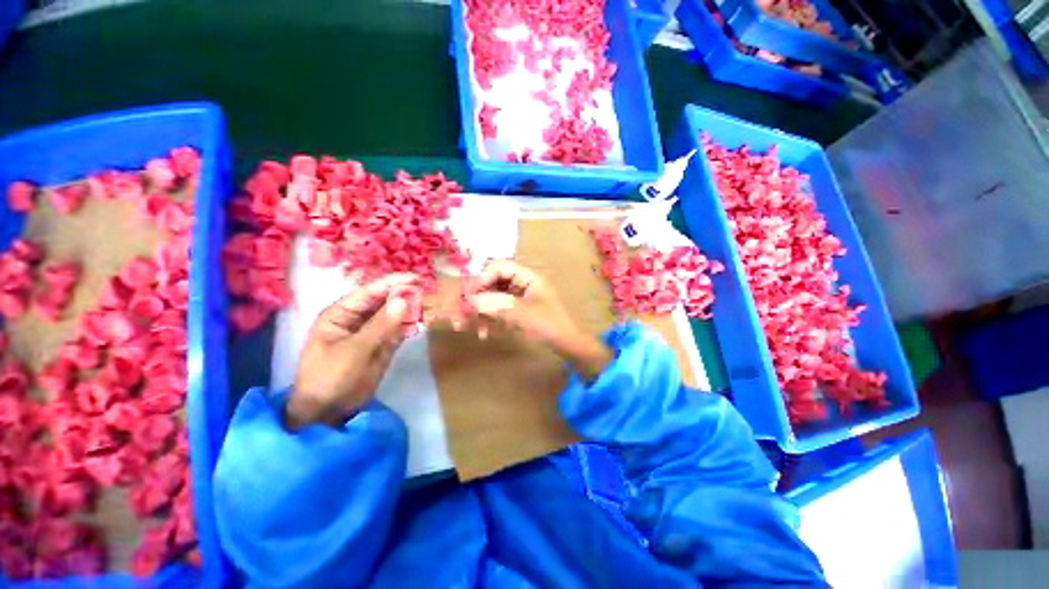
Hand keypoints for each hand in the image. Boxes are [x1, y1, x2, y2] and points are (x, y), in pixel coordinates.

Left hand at [287, 274, 415, 429]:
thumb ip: (380, 325)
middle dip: (405, 295)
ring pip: (394, 315)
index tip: (416, 278)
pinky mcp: (383, 345)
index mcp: (341, 313)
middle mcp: (358, 318)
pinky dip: (410, 327)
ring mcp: (372, 332)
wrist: (328, 412)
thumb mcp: (354, 350)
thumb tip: (403, 299)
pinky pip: (399, 330)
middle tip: (428, 291)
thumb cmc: (329, 377)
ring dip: (411, 310)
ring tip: (429, 306)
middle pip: (384, 301)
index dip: (392, 283)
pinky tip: (420, 325)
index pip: (370, 291)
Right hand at [465, 260, 612, 381]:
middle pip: (492, 282)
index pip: (499, 267)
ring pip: (492, 297)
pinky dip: (488, 319)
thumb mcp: (522, 314)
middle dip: (476, 298)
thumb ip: (496, 305)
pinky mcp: (516, 309)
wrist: (565, 344)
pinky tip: (483, 333)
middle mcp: (521, 282)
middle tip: (460, 312)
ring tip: (465, 326)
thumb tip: (469, 300)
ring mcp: (518, 296)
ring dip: (479, 311)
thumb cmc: (548, 325)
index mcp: (528, 276)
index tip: (468, 295)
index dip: (482, 278)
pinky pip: (497, 309)